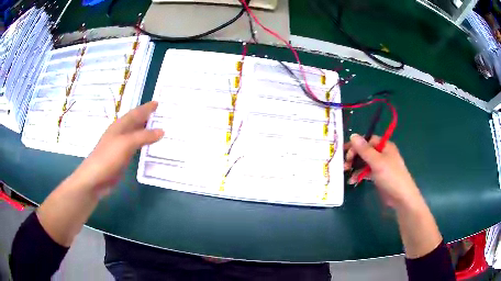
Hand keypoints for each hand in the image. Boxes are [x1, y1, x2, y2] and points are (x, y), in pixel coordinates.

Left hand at [72, 101, 163, 196]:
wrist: (95, 178)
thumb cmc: (108, 157)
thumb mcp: (126, 143)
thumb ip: (144, 136)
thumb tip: (162, 130)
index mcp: (120, 125)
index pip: (135, 113)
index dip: (146, 108)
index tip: (157, 102)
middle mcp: (120, 133)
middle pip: (135, 121)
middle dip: (146, 116)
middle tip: (160, 114)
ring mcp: (120, 145)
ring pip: (135, 133)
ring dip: (145, 130)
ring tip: (157, 128)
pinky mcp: (121, 157)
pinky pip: (135, 146)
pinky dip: (142, 143)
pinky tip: (147, 146)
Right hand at [344, 134, 422, 209]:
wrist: (401, 197)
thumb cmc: (391, 176)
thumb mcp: (377, 162)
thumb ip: (364, 150)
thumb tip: (353, 135)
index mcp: (384, 146)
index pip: (367, 140)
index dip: (356, 145)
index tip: (346, 153)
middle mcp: (382, 153)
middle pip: (365, 151)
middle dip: (354, 157)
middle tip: (344, 165)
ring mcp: (380, 165)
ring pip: (364, 162)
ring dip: (355, 167)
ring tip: (346, 173)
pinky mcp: (378, 176)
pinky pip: (366, 172)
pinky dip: (359, 175)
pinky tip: (352, 181)